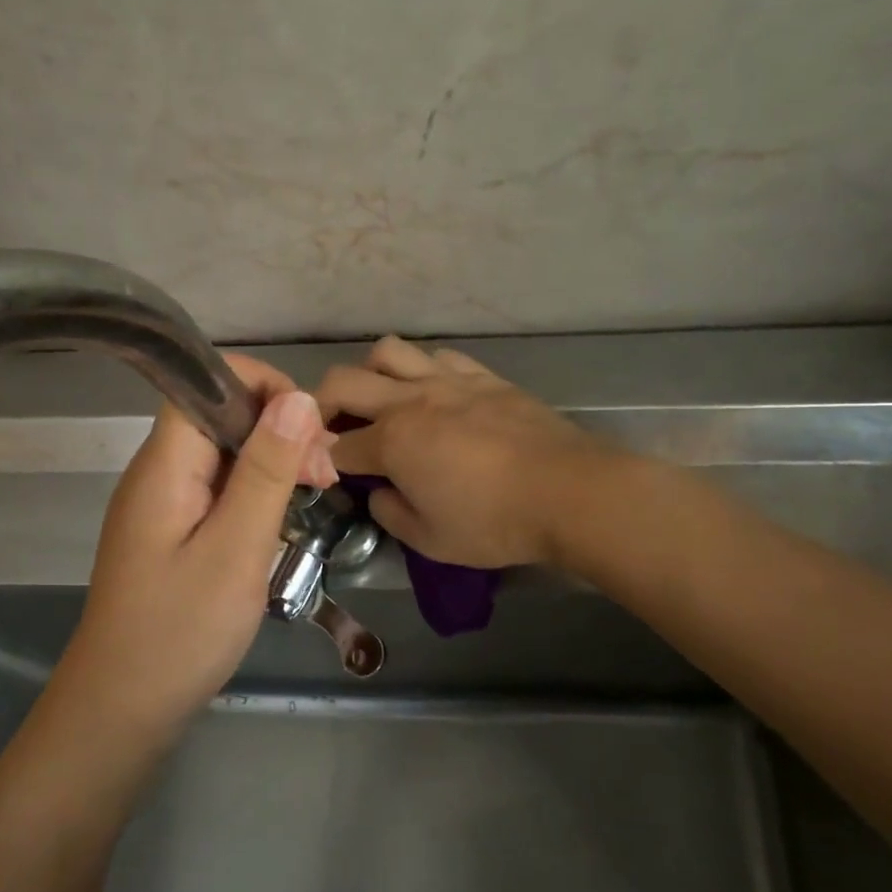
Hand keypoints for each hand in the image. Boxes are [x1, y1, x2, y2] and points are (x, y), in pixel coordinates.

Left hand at [61, 355, 337, 730]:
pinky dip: (256, 492)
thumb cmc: (180, 631)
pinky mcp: (172, 531)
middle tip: (324, 477)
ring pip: (225, 453)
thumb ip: (267, 471)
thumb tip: (298, 398)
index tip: (310, 427)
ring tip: (315, 495)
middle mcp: (159, 471)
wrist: (121, 709)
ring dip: (273, 462)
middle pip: (220, 415)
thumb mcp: (237, 548)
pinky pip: (219, 488)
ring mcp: (163, 503)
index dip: (262, 385)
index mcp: (165, 464)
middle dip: (279, 429)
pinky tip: (283, 519)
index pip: (206, 381)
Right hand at [314, 336, 613, 568]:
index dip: (321, 459)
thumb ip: (391, 514)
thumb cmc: (495, 522)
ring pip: (388, 351)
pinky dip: (421, 369)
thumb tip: (379, 493)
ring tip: (381, 399)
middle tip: (330, 428)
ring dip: (370, 372)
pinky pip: (438, 356)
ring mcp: (448, 381)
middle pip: (343, 381)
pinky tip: (433, 393)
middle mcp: (410, 401)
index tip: (322, 470)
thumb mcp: (431, 540)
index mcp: (392, 442)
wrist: (569, 491)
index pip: (337, 445)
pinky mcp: (483, 376)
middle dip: (322, 403)